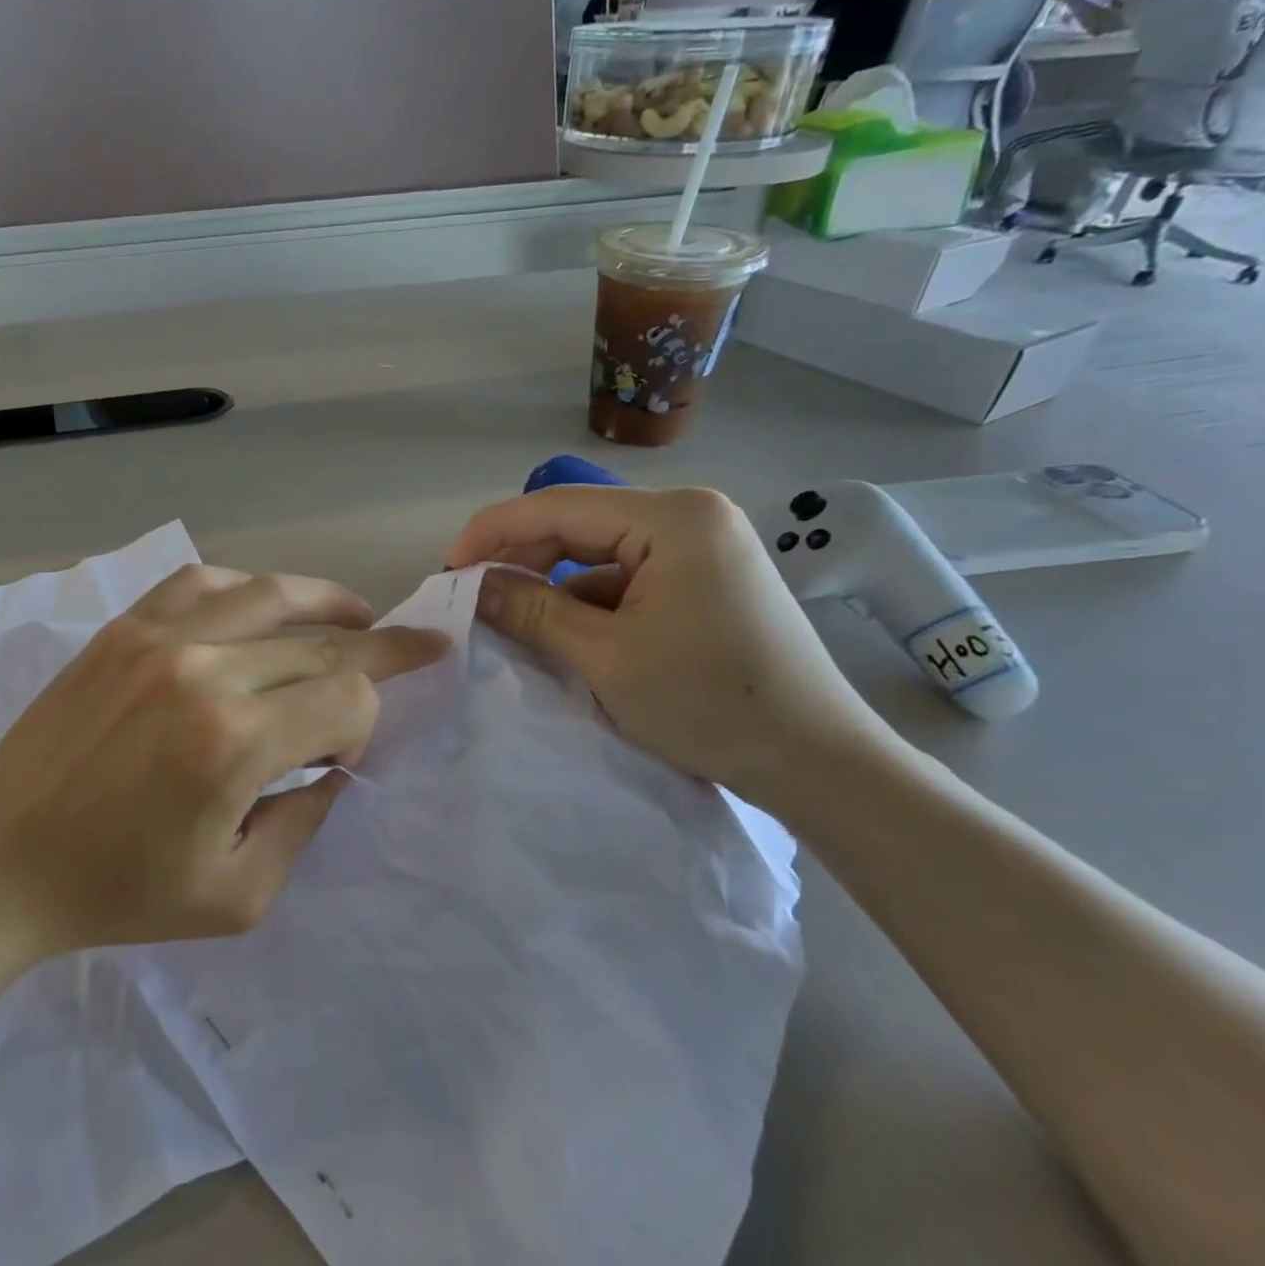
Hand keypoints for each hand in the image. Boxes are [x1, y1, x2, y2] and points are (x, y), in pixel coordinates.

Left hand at [0, 565, 447, 958]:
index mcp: (233, 744)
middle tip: (420, 646)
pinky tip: (268, 608)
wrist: (0, 861)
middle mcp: (204, 671)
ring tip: (361, 616)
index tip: (343, 755)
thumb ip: (306, 820)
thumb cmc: (119, 893)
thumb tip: (333, 760)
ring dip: (331, 603)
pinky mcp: (124, 627)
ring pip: (274, 595)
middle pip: (323, 646)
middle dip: (380, 652)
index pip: (347, 700)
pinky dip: (253, 590)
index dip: (365, 724)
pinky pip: (206, 582)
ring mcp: (158, 637)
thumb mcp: (241, 895)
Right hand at [445, 486, 902, 813]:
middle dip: (521, 557)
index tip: (448, 571)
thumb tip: (471, 585)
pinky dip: (589, 600)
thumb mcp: (605, 658)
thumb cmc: (709, 704)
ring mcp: (703, 545)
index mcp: (673, 518)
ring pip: (601, 552)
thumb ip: (531, 610)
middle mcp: (690, 515)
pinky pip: (627, 576)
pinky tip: (565, 632)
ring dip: (553, 583)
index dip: (493, 533)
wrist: (816, 760)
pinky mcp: (705, 577)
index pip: (558, 505)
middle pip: (579, 523)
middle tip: (472, 595)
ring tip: (510, 617)